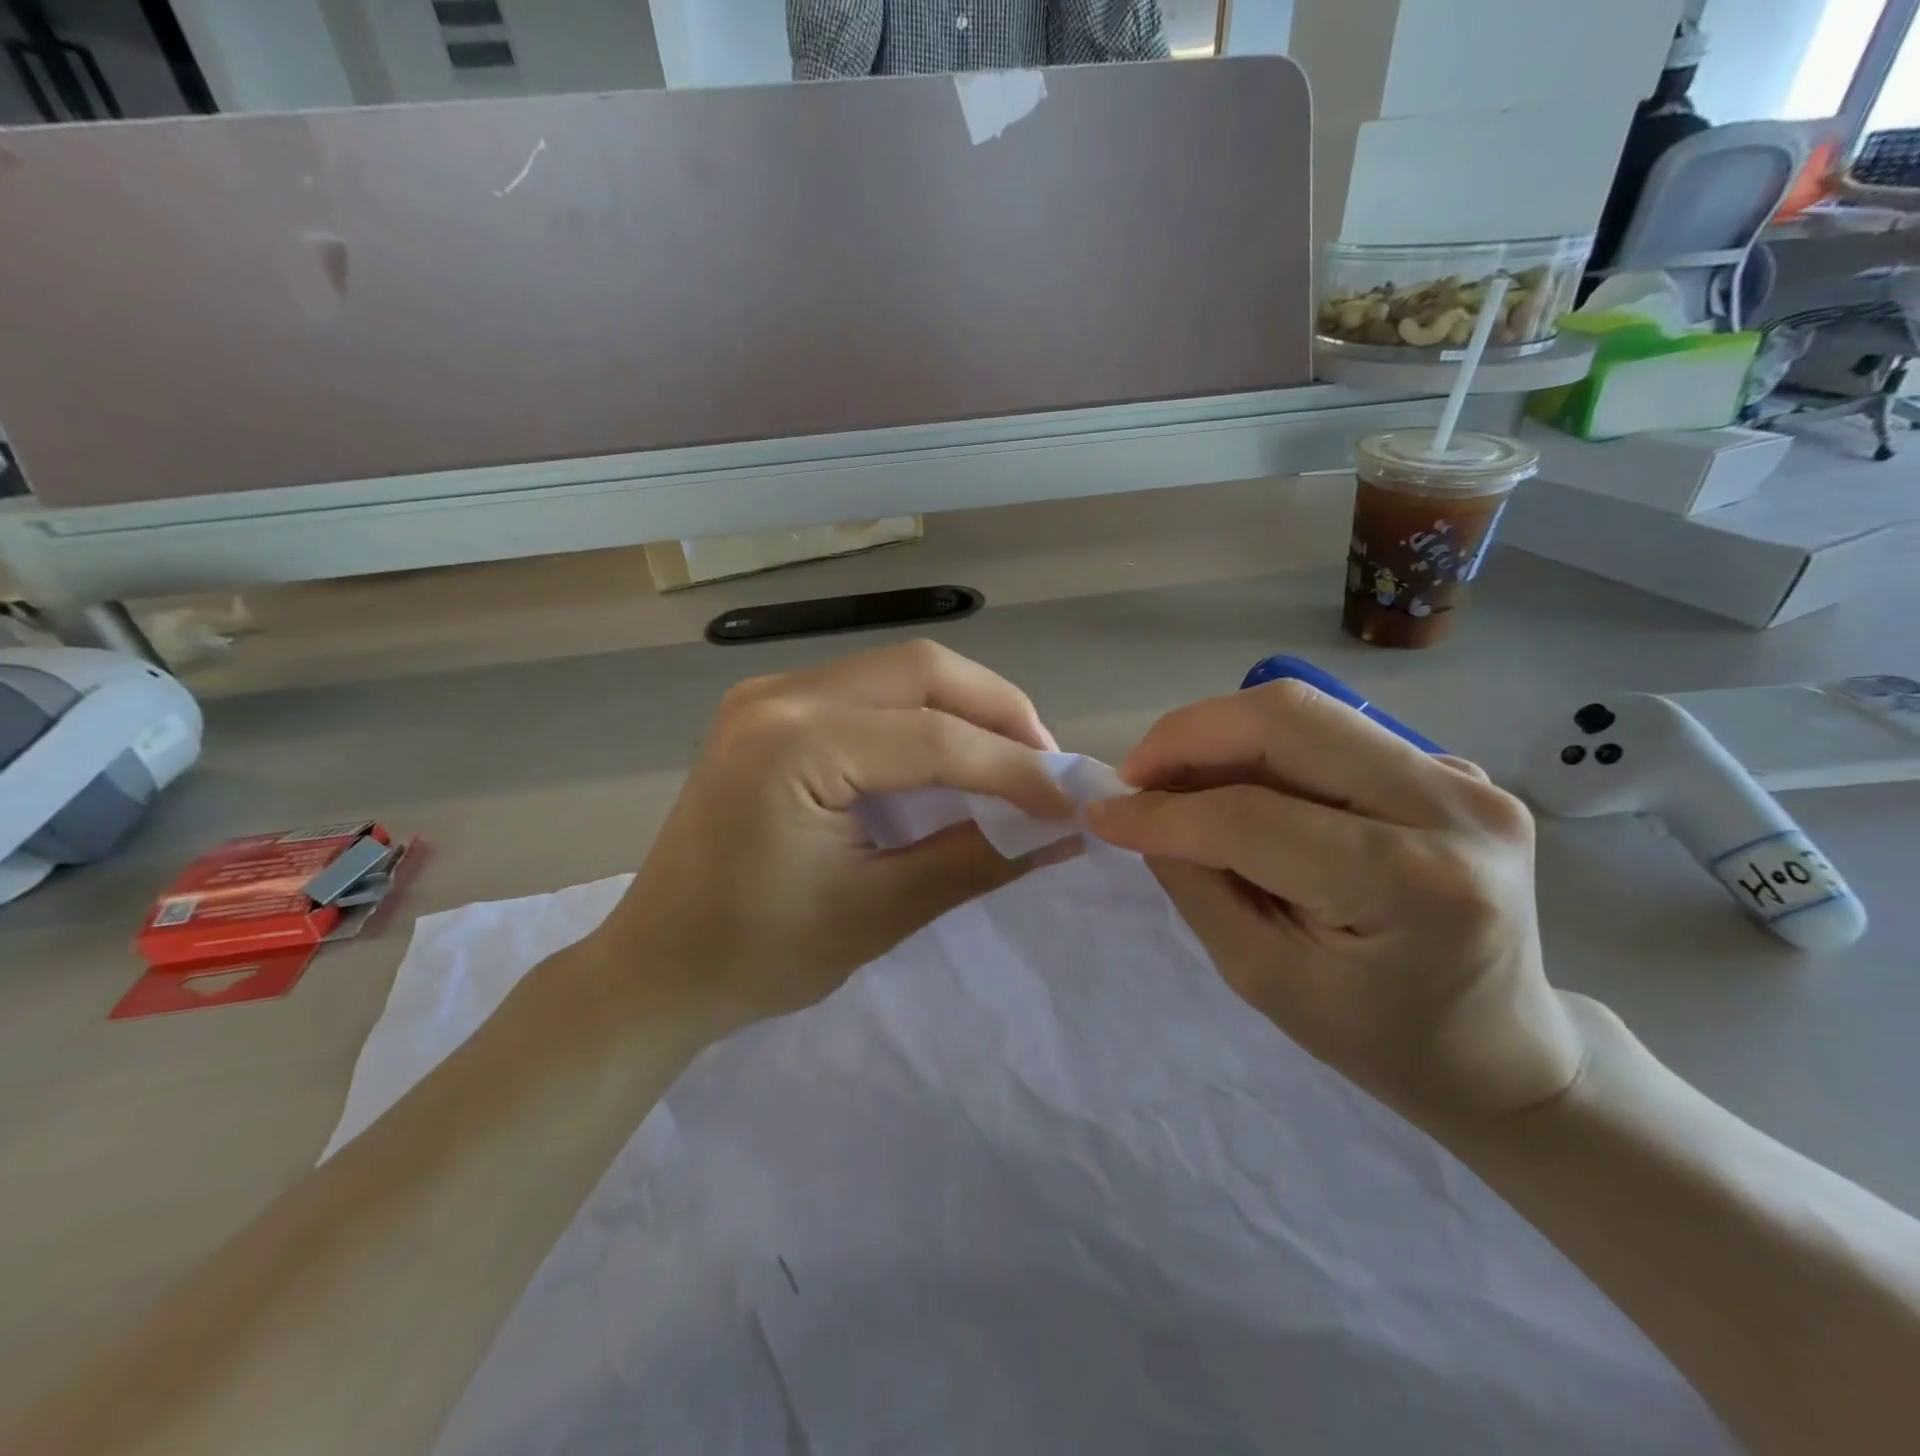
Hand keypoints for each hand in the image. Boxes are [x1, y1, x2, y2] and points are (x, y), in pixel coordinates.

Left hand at [586, 641, 1074, 1037]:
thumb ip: (977, 859)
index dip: (1015, 768)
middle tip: (1045, 767)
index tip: (1070, 802)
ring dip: (964, 709)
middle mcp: (779, 695)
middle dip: (998, 713)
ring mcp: (768, 694)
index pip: (934, 738)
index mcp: (795, 744)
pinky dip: (921, 717)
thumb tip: (1064, 833)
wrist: (656, 967)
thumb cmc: (757, 955)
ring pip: (898, 672)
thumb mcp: (879, 912)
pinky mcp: (769, 710)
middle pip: (922, 671)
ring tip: (1011, 762)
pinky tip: (949, 757)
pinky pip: (867, 692)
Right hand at [1086, 681, 1583, 1125]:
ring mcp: (1465, 776)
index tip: (1102, 812)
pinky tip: (1242, 792)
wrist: (1501, 1048)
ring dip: (1220, 737)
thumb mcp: (1264, 977)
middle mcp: (1453, 806)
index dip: (1162, 810)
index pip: (1253, 816)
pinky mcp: (1454, 767)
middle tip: (1137, 777)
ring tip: (1177, 785)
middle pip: (1287, 718)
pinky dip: (1263, 751)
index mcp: (1413, 884)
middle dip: (1187, 736)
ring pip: (1305, 712)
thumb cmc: (1378, 1036)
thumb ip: (1195, 884)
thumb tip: (1136, 811)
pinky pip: (1331, 734)